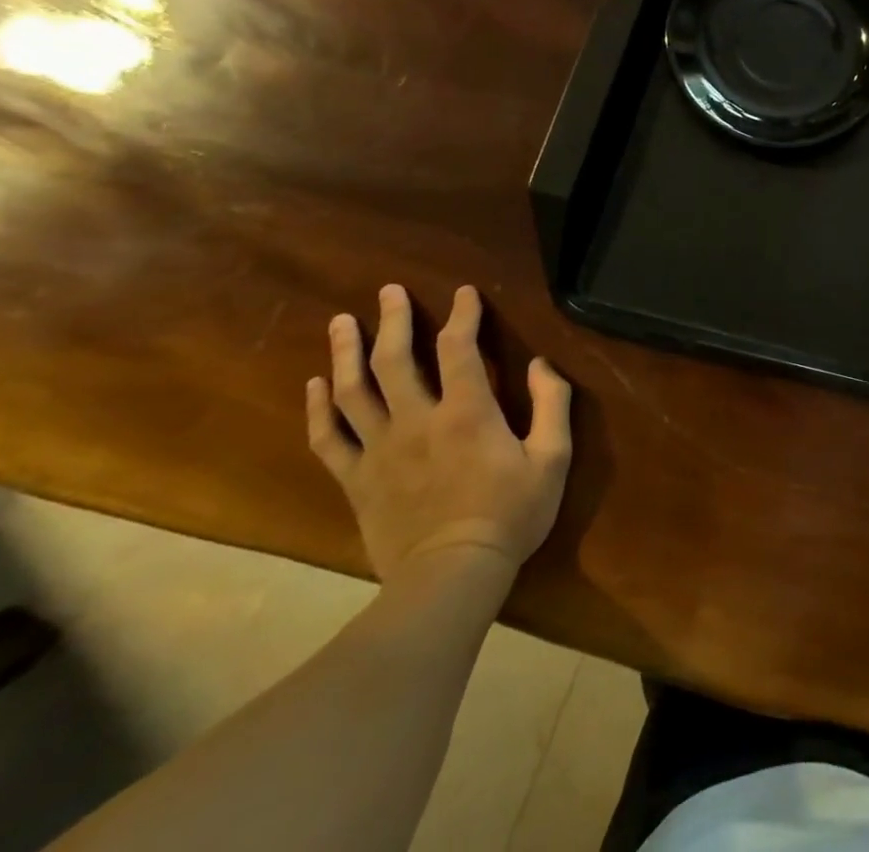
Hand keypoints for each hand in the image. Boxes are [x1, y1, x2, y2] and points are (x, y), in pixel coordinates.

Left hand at [307, 284, 571, 588]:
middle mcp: (416, 421)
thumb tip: (540, 364)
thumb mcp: (552, 458)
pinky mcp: (357, 480)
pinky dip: (319, 409)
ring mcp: (380, 451)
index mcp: (467, 412)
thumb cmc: (511, 514)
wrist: (451, 576)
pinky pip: (329, 438)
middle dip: (391, 320)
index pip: (459, 347)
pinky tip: (316, 386)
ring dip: (345, 353)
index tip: (465, 292)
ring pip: (353, 392)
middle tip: (388, 292)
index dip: (463, 314)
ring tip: (341, 323)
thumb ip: (552, 404)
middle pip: (394, 360)